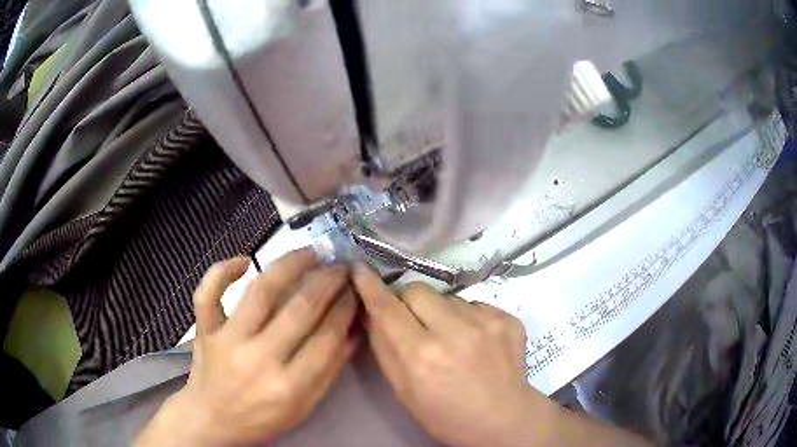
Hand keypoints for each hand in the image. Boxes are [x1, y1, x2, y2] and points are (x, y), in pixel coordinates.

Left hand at [137, 250, 358, 445]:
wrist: (212, 420)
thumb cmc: (262, 419)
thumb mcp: (304, 407)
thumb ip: (329, 370)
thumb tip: (352, 331)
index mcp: (289, 386)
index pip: (327, 337)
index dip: (345, 308)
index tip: (354, 289)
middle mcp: (259, 359)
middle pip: (300, 309)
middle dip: (327, 282)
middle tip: (340, 266)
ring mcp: (227, 340)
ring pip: (260, 291)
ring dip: (288, 265)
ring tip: (309, 253)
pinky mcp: (204, 330)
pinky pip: (208, 293)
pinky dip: (222, 270)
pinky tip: (243, 260)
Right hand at [352, 264, 552, 446]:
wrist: (503, 419)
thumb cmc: (445, 415)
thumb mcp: (403, 391)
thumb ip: (384, 348)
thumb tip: (372, 312)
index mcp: (421, 356)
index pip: (387, 308)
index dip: (370, 286)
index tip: (359, 269)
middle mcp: (454, 333)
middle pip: (417, 289)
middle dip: (408, 302)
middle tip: (415, 324)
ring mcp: (487, 322)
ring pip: (447, 297)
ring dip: (441, 312)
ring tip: (452, 339)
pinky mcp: (508, 319)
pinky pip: (475, 304)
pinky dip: (468, 318)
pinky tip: (475, 342)